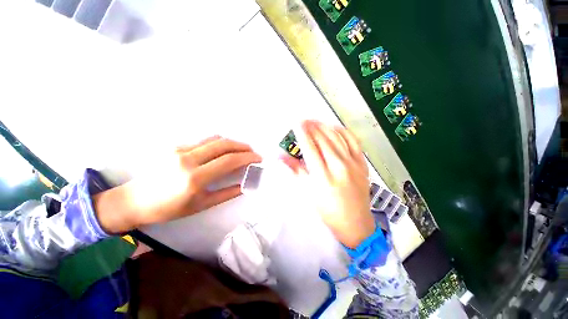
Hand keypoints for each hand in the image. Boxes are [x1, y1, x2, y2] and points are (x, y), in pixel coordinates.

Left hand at [93, 136, 261, 233]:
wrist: (136, 200)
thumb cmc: (170, 208)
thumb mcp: (202, 204)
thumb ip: (227, 193)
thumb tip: (245, 185)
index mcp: (195, 178)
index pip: (229, 160)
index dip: (247, 157)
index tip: (258, 158)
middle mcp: (188, 159)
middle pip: (224, 144)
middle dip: (243, 146)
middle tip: (253, 151)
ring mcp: (180, 150)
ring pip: (215, 139)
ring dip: (232, 143)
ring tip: (241, 149)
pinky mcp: (176, 146)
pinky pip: (204, 141)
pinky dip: (219, 143)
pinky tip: (224, 150)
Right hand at [282, 120, 374, 247]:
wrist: (355, 223)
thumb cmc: (328, 210)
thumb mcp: (308, 192)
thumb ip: (295, 171)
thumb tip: (280, 156)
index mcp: (322, 176)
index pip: (310, 148)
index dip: (302, 133)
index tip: (297, 123)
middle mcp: (338, 166)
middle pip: (323, 140)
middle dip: (312, 127)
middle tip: (305, 120)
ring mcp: (353, 163)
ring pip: (337, 138)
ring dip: (325, 127)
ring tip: (316, 121)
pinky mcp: (362, 163)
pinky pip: (353, 141)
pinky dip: (343, 132)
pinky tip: (335, 128)